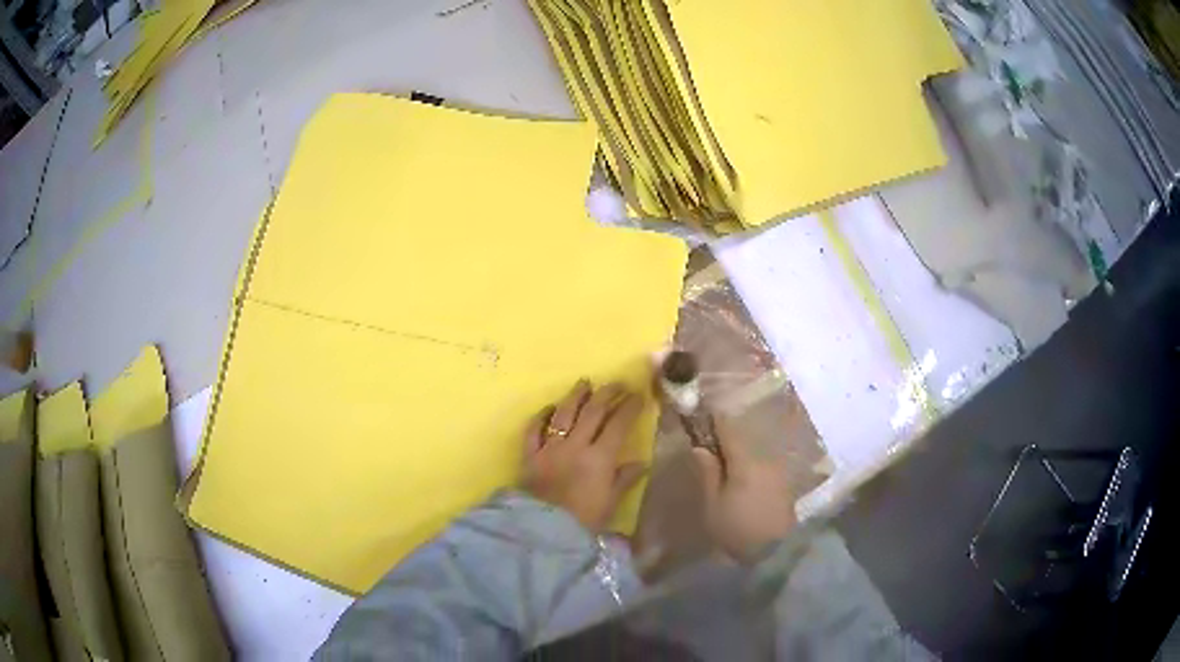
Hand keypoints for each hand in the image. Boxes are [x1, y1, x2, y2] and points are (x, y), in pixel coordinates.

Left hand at [522, 380, 647, 531]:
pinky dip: (542, 416)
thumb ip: (624, 480)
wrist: (543, 532)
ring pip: (564, 414)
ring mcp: (549, 448)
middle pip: (592, 412)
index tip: (638, 394)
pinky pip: (534, 430)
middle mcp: (575, 446)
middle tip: (617, 383)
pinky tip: (550, 408)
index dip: (629, 407)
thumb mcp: (610, 503)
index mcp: (599, 458)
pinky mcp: (529, 455)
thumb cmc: (583, 521)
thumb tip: (641, 463)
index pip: (618, 424)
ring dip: (576, 396)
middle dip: (607, 394)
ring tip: (585, 383)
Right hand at [693, 416, 796, 563]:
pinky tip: (741, 480)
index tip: (701, 414)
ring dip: (738, 453)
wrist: (775, 552)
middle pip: (743, 439)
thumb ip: (708, 473)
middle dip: (725, 438)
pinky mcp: (784, 485)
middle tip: (708, 443)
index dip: (714, 419)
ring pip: (754, 453)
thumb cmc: (737, 529)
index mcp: (745, 460)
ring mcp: (777, 471)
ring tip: (722, 465)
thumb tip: (700, 447)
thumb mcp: (713, 505)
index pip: (729, 427)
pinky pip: (762, 466)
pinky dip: (749, 467)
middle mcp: (765, 459)